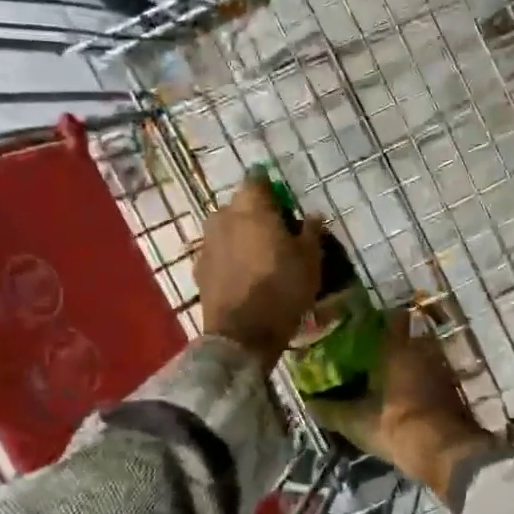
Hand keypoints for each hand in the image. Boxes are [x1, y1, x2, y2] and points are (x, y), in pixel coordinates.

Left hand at [197, 175, 325, 369]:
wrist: (242, 334)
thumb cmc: (282, 289)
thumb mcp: (310, 260)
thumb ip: (311, 232)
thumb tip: (314, 215)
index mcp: (250, 207)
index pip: (257, 180)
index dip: (271, 189)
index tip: (284, 205)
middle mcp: (222, 217)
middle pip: (239, 205)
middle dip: (254, 214)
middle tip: (275, 234)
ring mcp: (206, 243)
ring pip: (225, 229)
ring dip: (239, 237)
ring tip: (259, 258)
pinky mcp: (199, 269)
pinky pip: (218, 254)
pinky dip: (229, 259)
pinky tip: (243, 277)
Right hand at [309, 310, 495, 502]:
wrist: (445, 453)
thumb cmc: (395, 427)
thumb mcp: (355, 422)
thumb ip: (330, 410)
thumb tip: (308, 402)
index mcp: (397, 349)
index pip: (390, 319)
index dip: (374, 321)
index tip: (358, 326)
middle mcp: (422, 351)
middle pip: (405, 338)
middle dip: (388, 345)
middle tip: (366, 355)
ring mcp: (441, 370)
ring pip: (419, 358)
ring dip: (404, 365)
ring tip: (382, 377)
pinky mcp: (453, 390)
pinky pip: (430, 376)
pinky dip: (417, 382)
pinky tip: (401, 396)